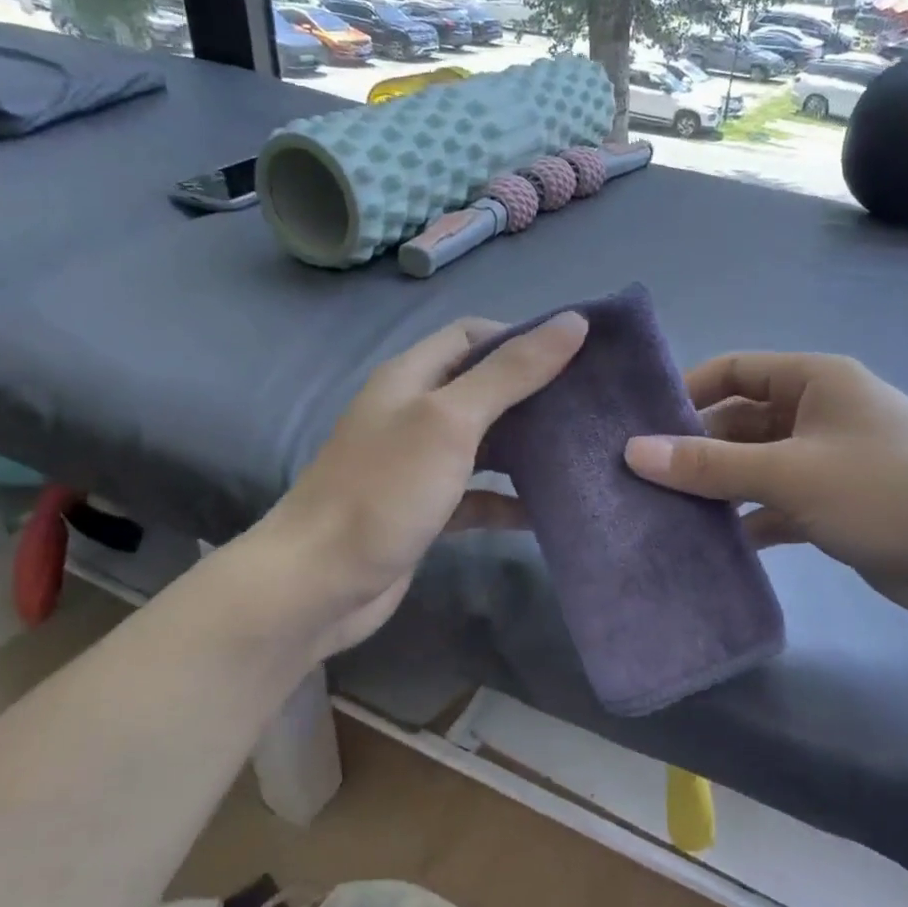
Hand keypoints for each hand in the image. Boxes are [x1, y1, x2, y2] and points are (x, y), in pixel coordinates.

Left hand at [228, 313, 586, 660]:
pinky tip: (546, 511)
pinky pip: (477, 496)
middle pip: (483, 389)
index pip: (472, 336)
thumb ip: (510, 373)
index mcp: (412, 377)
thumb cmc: (384, 491)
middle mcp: (413, 414)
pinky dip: (507, 500)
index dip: (521, 337)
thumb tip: (572, 322)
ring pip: (484, 444)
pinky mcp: (426, 511)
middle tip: (588, 405)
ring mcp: (418, 465)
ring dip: (525, 447)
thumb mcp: (449, 421)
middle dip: (533, 394)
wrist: (319, 584)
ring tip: (581, 451)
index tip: (575, 355)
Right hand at [623, 353, 907, 621]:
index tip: (641, 426)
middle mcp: (819, 413)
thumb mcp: (792, 474)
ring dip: (719, 489)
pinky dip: (749, 521)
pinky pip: (777, 504)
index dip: (687, 392)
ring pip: (756, 467)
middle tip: (642, 481)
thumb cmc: (889, 491)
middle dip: (696, 450)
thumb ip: (711, 466)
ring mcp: (829, 461)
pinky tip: (712, 544)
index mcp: (815, 381)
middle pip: (740, 422)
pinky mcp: (836, 506)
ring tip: (663, 515)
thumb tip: (633, 451)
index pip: (734, 370)